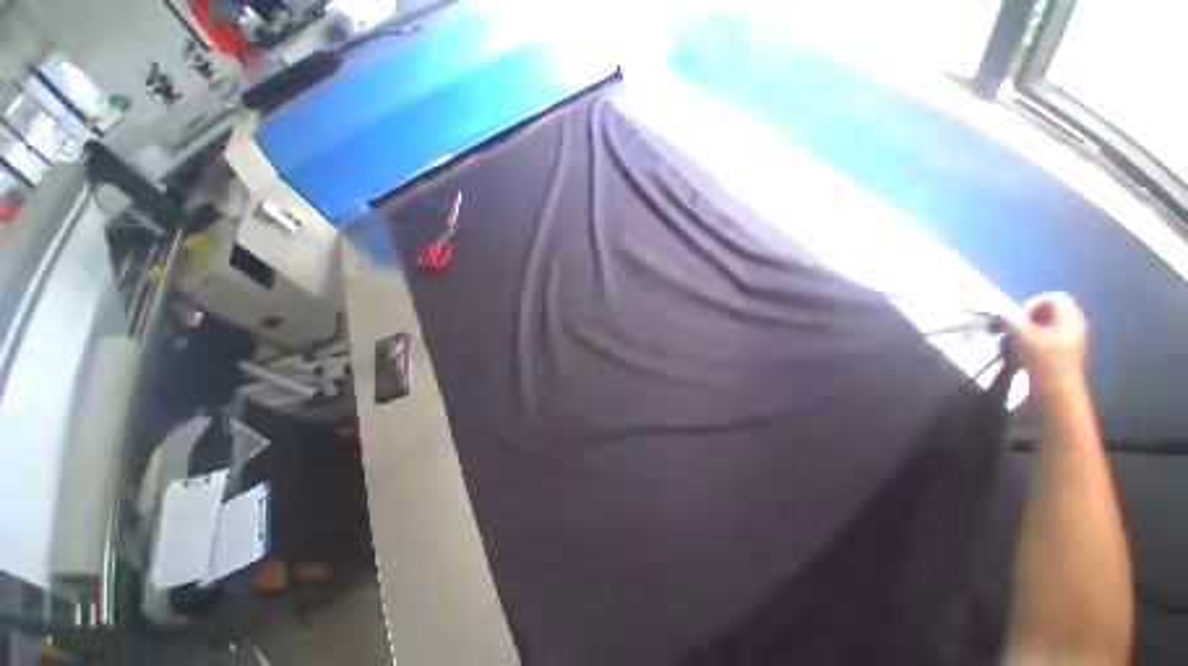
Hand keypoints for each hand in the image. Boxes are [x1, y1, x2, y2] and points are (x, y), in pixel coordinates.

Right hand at [1011, 292, 1087, 393]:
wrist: (1056, 392)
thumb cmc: (1043, 361)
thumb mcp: (1024, 336)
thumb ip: (1013, 320)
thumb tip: (1003, 313)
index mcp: (1070, 319)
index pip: (1054, 297)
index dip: (1034, 303)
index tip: (1020, 318)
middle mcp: (1074, 326)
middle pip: (1051, 311)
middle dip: (1030, 317)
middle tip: (1016, 329)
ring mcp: (1070, 341)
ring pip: (1047, 325)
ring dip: (1029, 329)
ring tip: (1017, 341)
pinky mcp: (1063, 353)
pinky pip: (1048, 338)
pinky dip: (1033, 340)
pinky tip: (1024, 351)